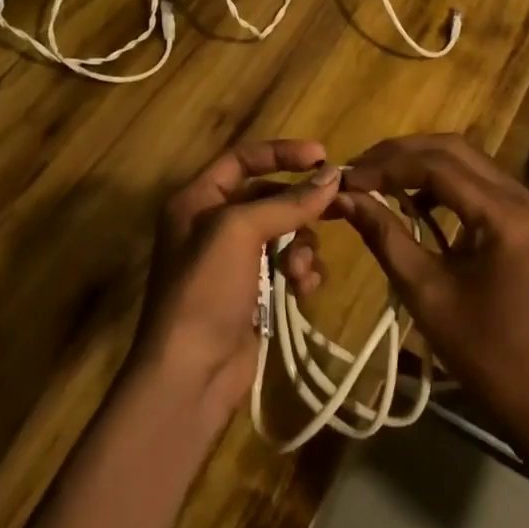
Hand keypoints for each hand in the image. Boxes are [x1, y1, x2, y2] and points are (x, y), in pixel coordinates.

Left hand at [133, 140, 336, 417]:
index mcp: (197, 200)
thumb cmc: (206, 289)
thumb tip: (332, 176)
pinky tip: (304, 289)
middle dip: (300, 206)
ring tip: (301, 270)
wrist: (190, 375)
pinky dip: (301, 273)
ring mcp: (234, 262)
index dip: (281, 153)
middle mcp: (213, 225)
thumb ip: (288, 201)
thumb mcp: (240, 231)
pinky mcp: (254, 294)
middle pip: (269, 197)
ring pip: (285, 233)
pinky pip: (288, 267)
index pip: (242, 159)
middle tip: (338, 208)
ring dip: (303, 246)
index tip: (322, 156)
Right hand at [335, 134, 528, 431]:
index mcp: (504, 215)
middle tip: (357, 171)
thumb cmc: (479, 349)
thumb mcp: (423, 290)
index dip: (386, 166)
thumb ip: (384, 234)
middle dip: (399, 155)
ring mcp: (524, 204)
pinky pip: (474, 180)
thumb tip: (343, 196)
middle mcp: (520, 196)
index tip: (346, 179)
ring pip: (463, 158)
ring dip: (417, 162)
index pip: (437, 165)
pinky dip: (438, 181)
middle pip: (452, 149)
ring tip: (375, 180)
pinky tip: (409, 199)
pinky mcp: (519, 216)